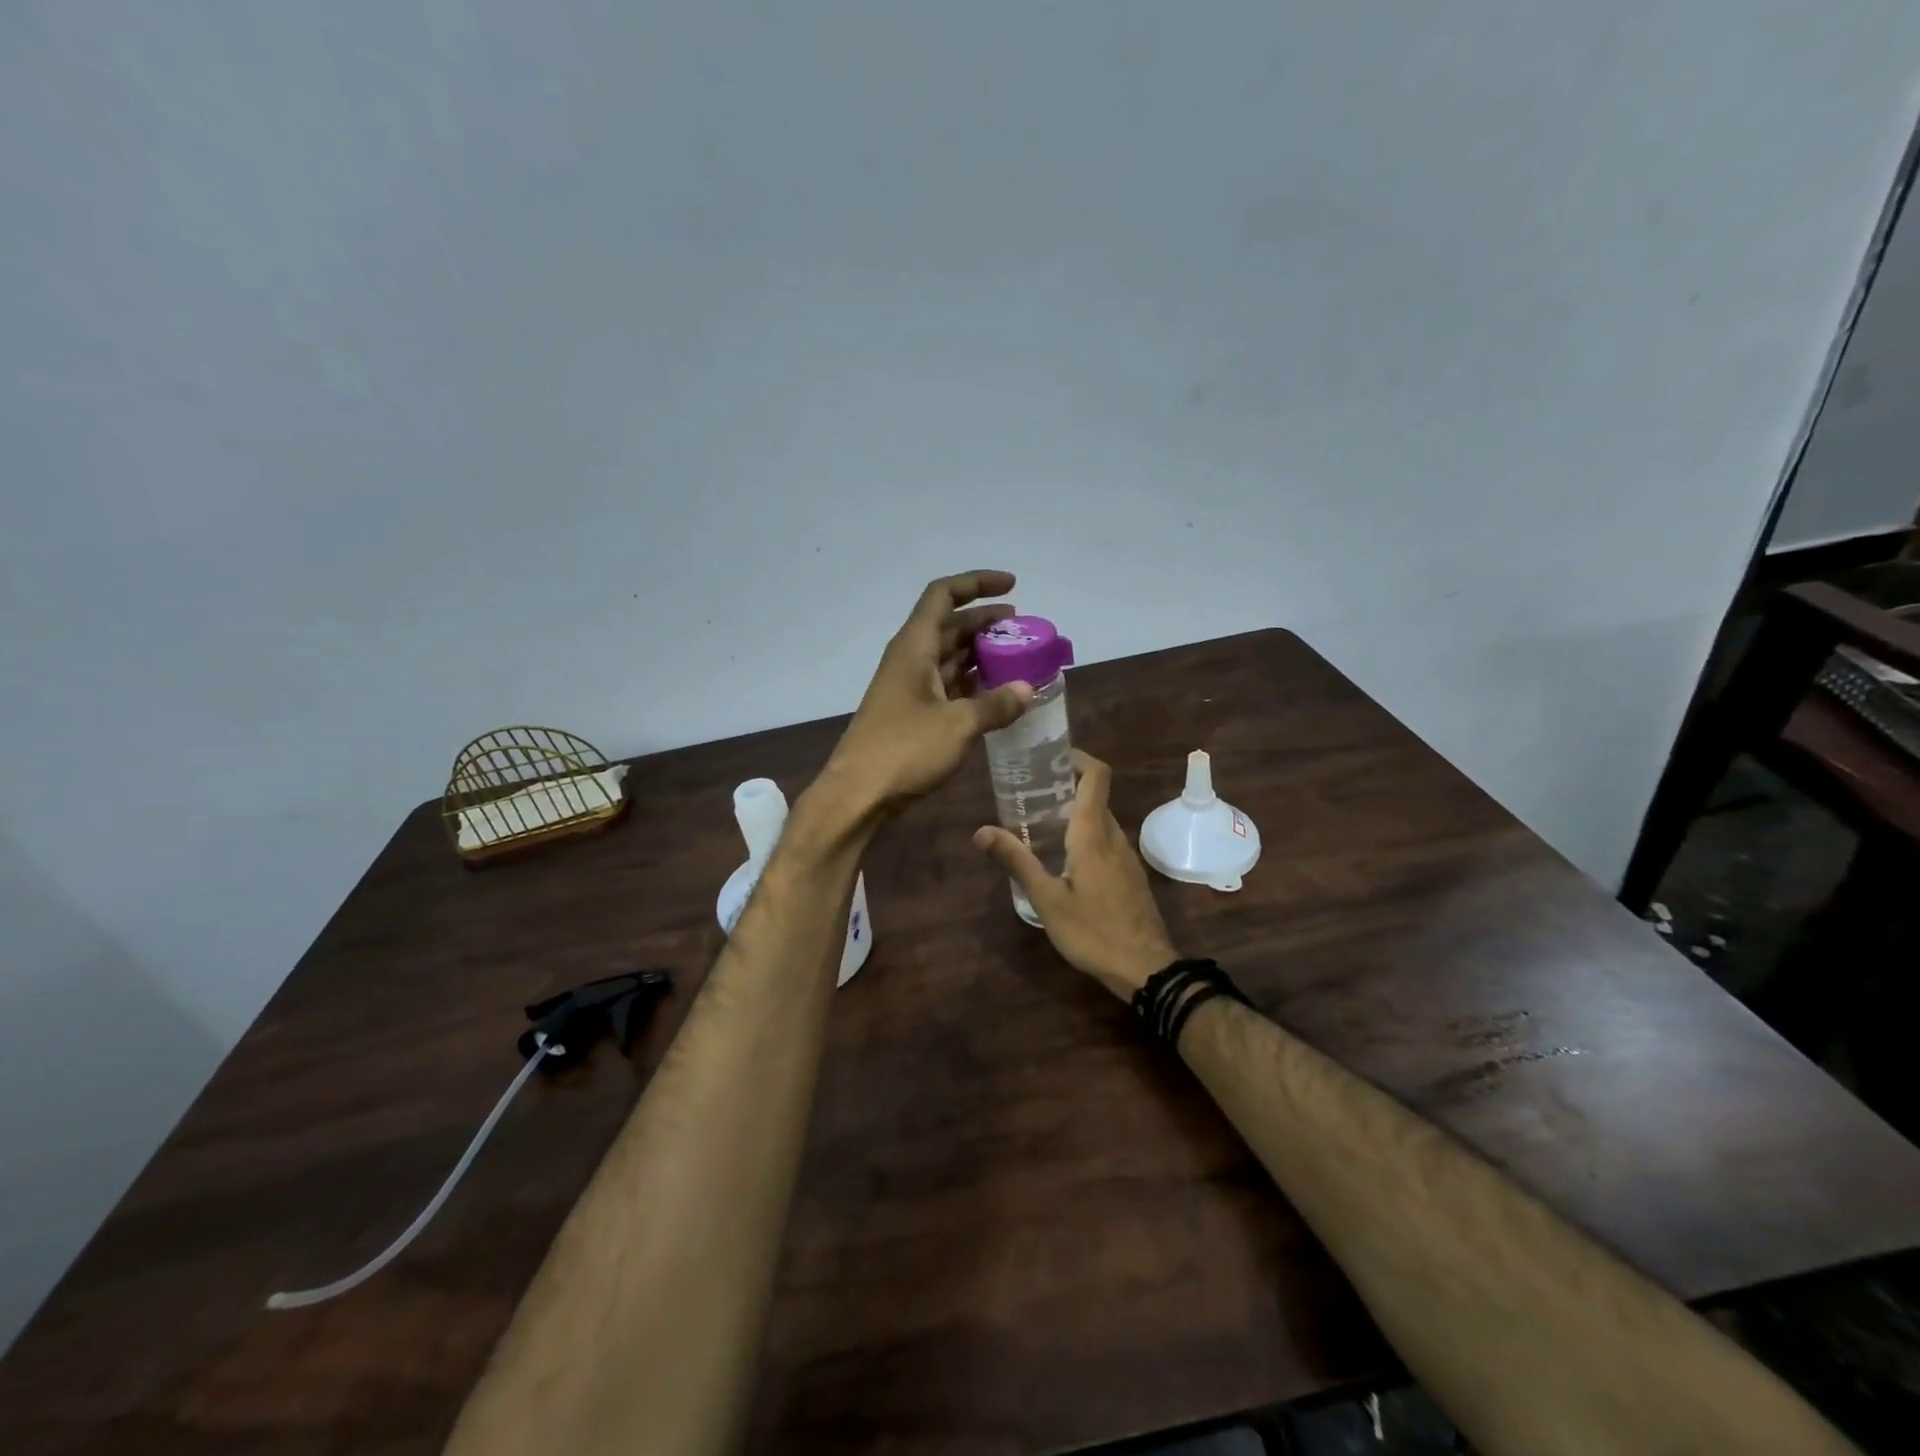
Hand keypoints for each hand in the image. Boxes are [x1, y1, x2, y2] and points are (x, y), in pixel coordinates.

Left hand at [816, 571, 1034, 819]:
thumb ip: (995, 705)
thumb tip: (1028, 689)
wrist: (858, 794)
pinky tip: (995, 692)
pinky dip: (970, 682)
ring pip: (948, 656)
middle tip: (1023, 630)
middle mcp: (910, 659)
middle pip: (950, 625)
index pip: (944, 595)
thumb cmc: (904, 750)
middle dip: (986, 622)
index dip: (977, 583)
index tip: (1012, 586)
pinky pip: (946, 685)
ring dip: (980, 653)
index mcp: (914, 646)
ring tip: (1017, 658)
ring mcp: (909, 687)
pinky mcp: (911, 713)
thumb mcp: (959, 725)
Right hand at [973, 750, 1178, 1000]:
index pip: (1097, 775)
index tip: (1048, 758)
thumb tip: (981, 831)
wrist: (1145, 969)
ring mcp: (1126, 856)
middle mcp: (1114, 836)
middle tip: (1027, 795)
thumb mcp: (1046, 899)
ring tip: (1037, 826)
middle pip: (1094, 796)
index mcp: (1094, 833)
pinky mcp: (1130, 875)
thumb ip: (1016, 861)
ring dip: (1073, 814)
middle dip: (1063, 788)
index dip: (1077, 758)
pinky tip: (1062, 860)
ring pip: (1100, 820)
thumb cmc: (1092, 931)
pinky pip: (1106, 841)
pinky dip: (1085, 836)